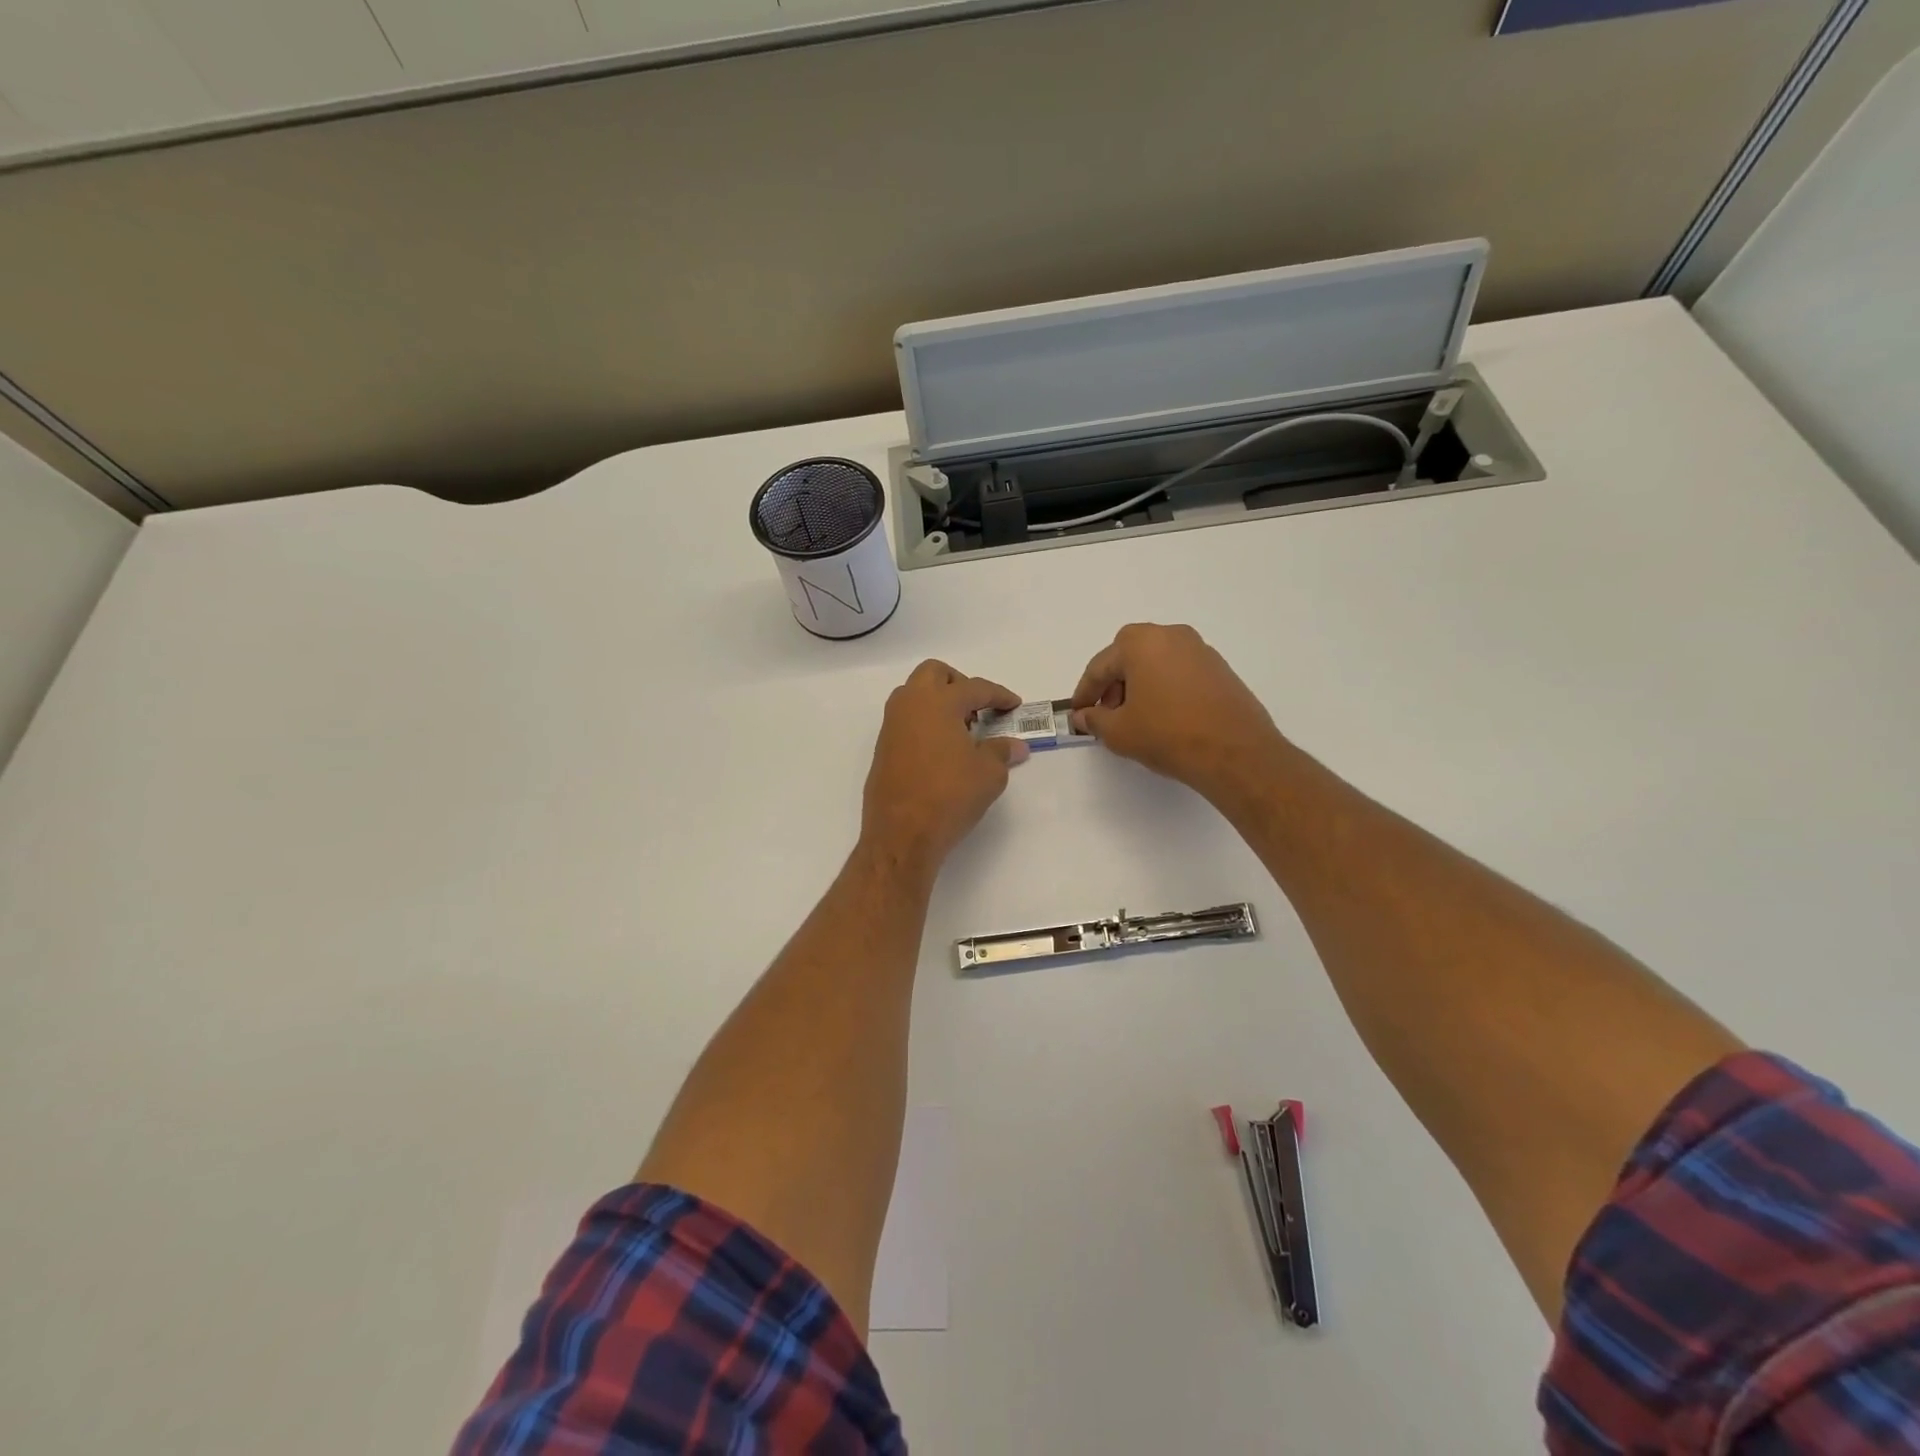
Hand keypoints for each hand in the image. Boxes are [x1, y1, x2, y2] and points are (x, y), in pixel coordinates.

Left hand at [860, 660, 1029, 877]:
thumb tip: (1015, 746)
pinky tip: (942, 750)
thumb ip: (1002, 752)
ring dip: (938, 701)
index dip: (999, 695)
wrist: (902, 833)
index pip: (975, 688)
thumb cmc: (950, 796)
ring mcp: (892, 726)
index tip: (1013, 705)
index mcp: (938, 702)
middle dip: (959, 684)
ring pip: (914, 695)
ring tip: (961, 730)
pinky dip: (925, 723)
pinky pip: (906, 720)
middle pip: (934, 674)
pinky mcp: (883, 748)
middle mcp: (910, 705)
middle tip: (978, 709)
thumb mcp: (989, 774)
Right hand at [1069, 624, 1285, 803]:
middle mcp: (1171, 636)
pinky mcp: (1220, 669)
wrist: (1234, 752)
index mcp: (1141, 642)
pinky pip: (1179, 673)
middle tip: (1105, 714)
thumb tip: (1082, 716)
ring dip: (1139, 685)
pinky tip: (1163, 716)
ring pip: (1156, 663)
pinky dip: (1164, 689)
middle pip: (1129, 657)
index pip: (1100, 666)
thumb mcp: (1119, 732)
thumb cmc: (1167, 734)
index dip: (1084, 693)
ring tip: (1134, 718)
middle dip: (1113, 685)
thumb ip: (1094, 719)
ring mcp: (1200, 650)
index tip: (1077, 714)